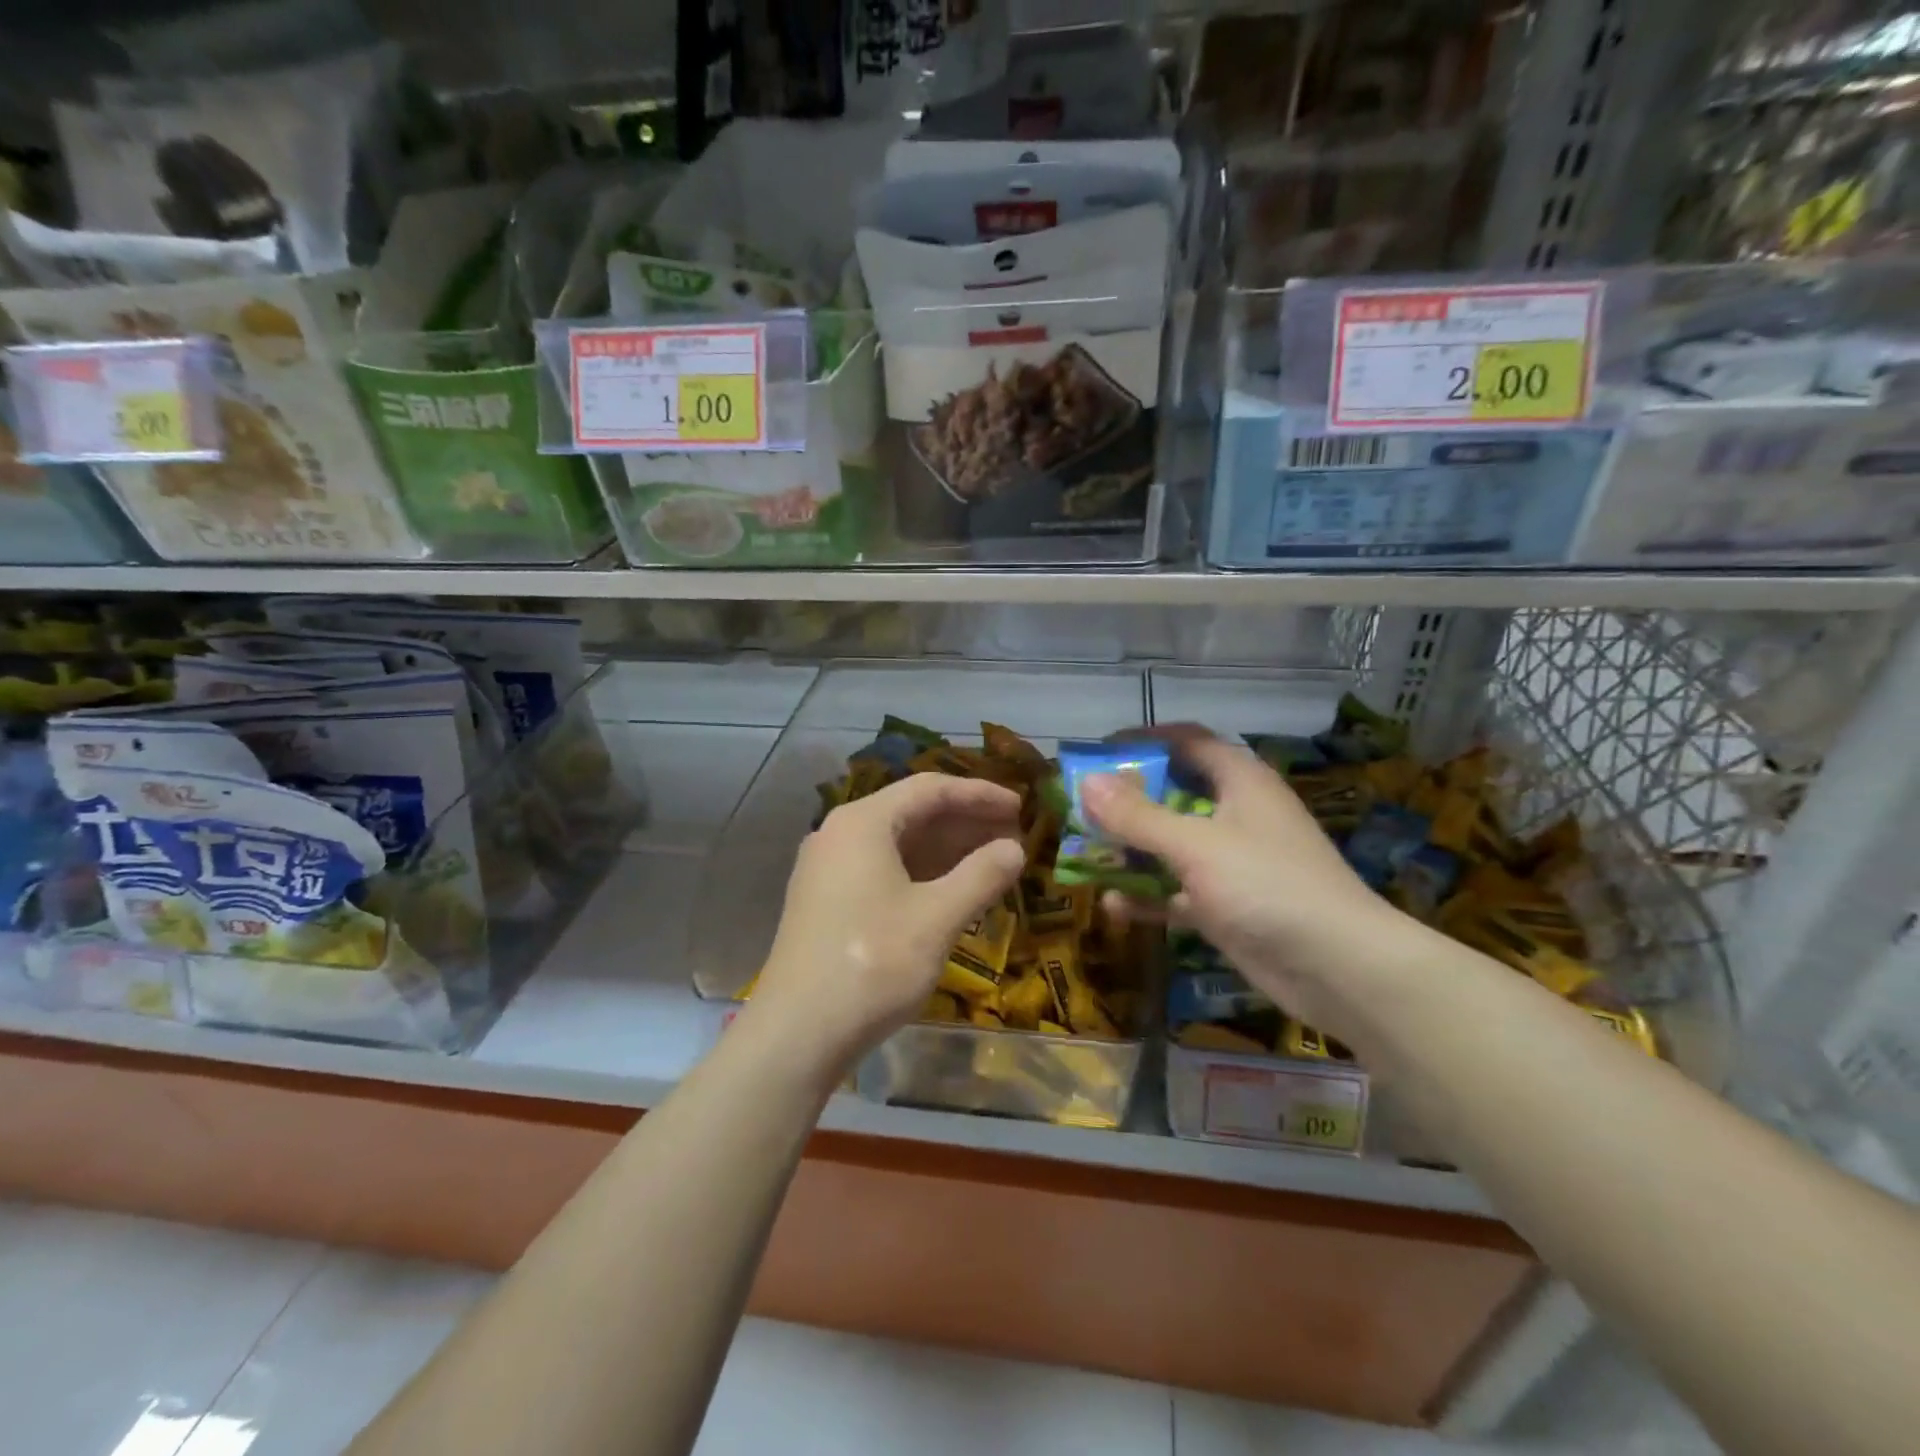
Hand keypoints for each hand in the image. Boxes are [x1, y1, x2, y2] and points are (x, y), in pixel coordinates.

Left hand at [749, 772, 1025, 1075]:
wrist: (797, 1033)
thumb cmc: (872, 964)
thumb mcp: (937, 918)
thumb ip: (981, 876)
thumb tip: (1014, 849)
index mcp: (863, 823)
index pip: (930, 790)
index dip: (979, 794)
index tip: (1020, 807)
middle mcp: (840, 834)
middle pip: (912, 813)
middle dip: (965, 822)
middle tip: (1013, 835)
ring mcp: (828, 869)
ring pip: (898, 844)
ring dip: (946, 849)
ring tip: (992, 860)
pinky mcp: (827, 901)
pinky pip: (883, 869)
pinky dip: (922, 873)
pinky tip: (952, 890)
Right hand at [1084, 726, 1415, 1035]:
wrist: (1339, 969)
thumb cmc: (1268, 886)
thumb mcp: (1195, 846)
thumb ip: (1138, 816)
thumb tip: (1086, 782)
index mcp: (1239, 781)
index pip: (1187, 741)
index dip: (1144, 740)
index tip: (1098, 752)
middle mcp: (1236, 815)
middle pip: (1174, 793)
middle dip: (1127, 800)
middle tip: (1081, 807)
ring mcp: (1231, 863)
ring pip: (1171, 845)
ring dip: (1132, 850)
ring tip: (1086, 853)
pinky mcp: (1226, 906)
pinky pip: (1176, 892)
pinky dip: (1147, 896)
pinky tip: (1113, 906)